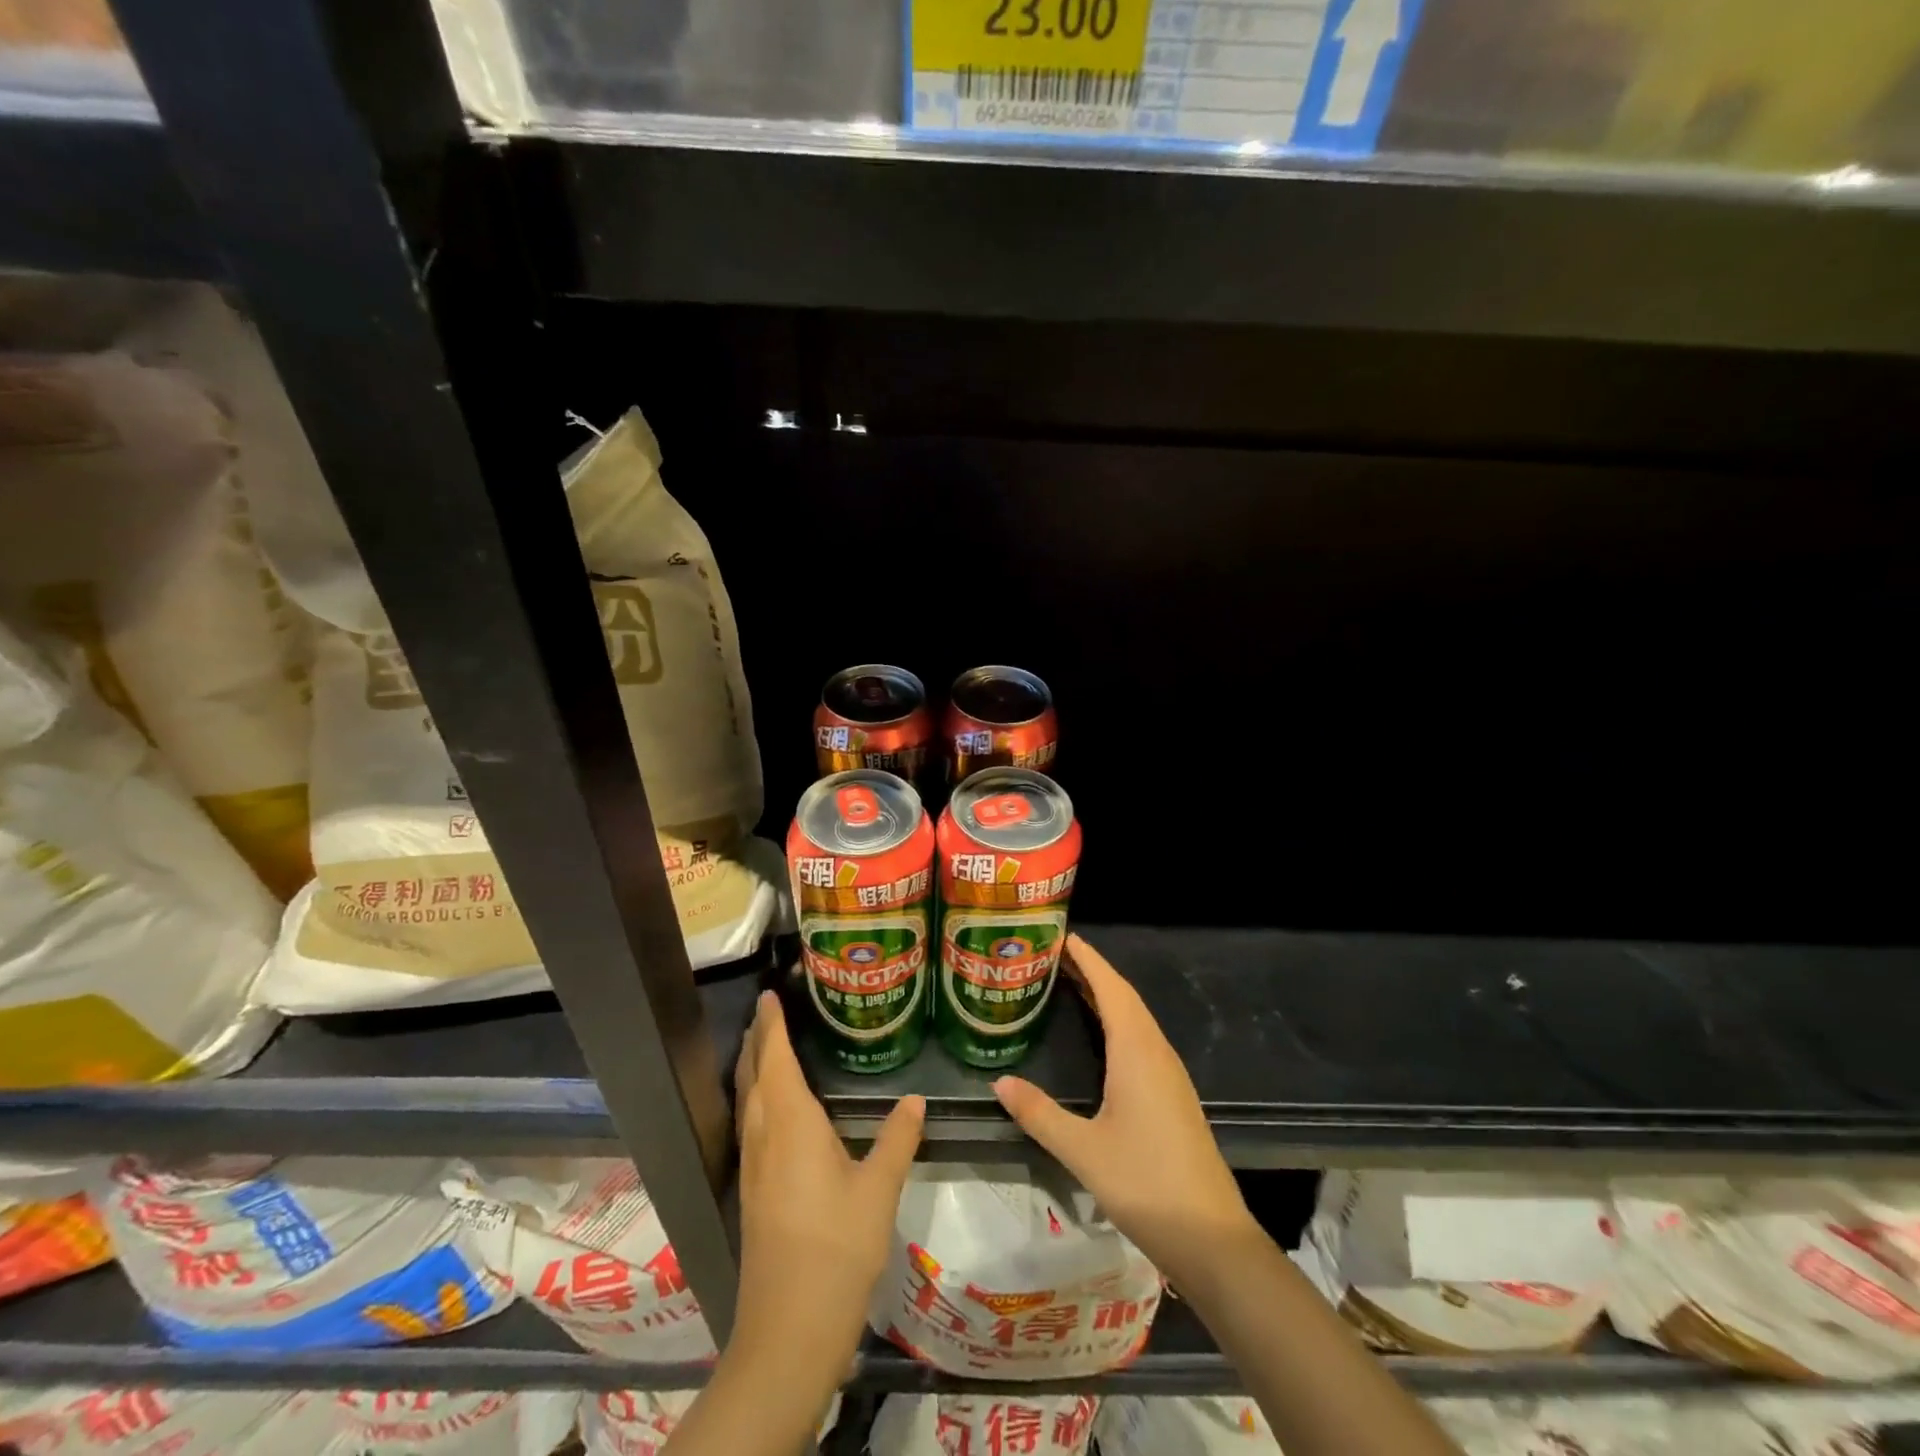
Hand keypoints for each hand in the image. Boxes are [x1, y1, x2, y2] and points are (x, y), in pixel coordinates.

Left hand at [732, 990, 923, 1366]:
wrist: (789, 1328)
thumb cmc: (837, 1247)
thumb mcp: (879, 1189)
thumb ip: (898, 1138)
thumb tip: (915, 1099)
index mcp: (791, 1123)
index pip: (776, 1059)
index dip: (773, 1025)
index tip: (771, 995)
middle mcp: (764, 1135)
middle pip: (754, 1075)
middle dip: (757, 1040)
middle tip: (767, 1011)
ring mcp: (753, 1165)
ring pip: (747, 1100)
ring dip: (752, 1067)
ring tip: (763, 1045)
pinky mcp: (752, 1190)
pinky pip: (749, 1123)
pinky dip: (755, 1097)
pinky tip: (769, 1108)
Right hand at [993, 934, 1252, 1285]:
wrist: (1212, 1238)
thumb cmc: (1146, 1184)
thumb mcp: (1083, 1150)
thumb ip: (1039, 1113)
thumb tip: (1000, 1082)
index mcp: (1137, 1052)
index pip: (1111, 988)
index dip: (1088, 959)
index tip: (1062, 935)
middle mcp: (1156, 1052)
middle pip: (1124, 997)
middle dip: (1092, 971)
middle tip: (1054, 955)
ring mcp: (1169, 1074)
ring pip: (1135, 1019)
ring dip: (1106, 995)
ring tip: (1071, 984)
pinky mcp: (1173, 1095)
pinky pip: (1141, 1040)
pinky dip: (1117, 1022)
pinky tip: (1102, 1037)